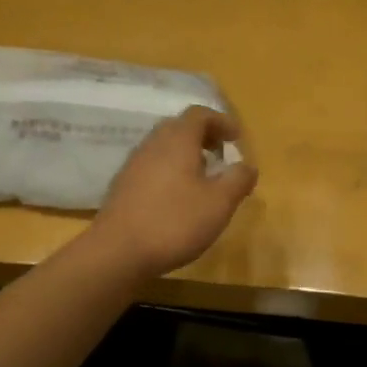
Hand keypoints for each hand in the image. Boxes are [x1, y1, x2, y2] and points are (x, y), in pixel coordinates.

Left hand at [89, 107, 258, 278]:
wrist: (118, 251)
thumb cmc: (175, 222)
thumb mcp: (219, 203)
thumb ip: (238, 180)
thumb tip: (248, 166)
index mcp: (177, 140)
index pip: (199, 114)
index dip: (221, 121)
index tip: (236, 138)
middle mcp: (152, 144)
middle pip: (179, 128)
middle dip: (203, 137)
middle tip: (221, 155)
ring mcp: (133, 165)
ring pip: (164, 148)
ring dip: (186, 156)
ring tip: (203, 179)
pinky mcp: (123, 187)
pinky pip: (152, 167)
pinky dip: (170, 172)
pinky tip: (178, 198)